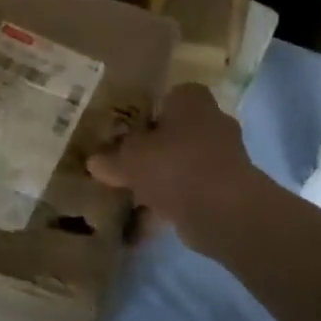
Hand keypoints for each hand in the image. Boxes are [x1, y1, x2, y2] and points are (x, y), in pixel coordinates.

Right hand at [88, 84, 265, 257]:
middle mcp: (212, 121)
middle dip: (152, 149)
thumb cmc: (174, 165)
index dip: (146, 113)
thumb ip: (111, 159)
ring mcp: (223, 157)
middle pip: (175, 132)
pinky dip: (170, 204)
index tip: (126, 131)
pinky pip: (190, 192)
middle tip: (123, 163)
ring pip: (182, 164)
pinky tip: (144, 224)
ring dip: (161, 179)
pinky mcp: (227, 190)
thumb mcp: (130, 159)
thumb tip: (93, 162)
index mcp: (191, 100)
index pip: (168, 96)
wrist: (223, 210)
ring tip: (129, 197)